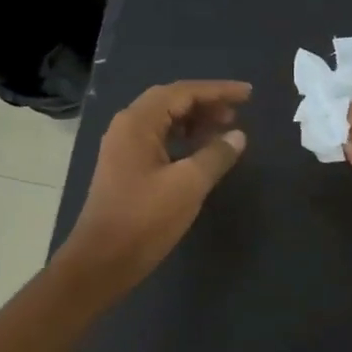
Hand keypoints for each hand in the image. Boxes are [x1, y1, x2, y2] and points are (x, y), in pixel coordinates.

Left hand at [59, 80, 250, 297]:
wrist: (103, 261)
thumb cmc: (145, 219)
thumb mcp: (188, 185)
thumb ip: (216, 155)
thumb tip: (237, 135)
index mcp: (137, 123)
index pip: (182, 92)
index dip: (217, 90)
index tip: (248, 94)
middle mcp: (127, 128)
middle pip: (171, 102)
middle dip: (206, 103)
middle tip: (238, 112)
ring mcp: (124, 149)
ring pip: (165, 121)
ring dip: (196, 121)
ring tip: (226, 129)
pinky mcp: (127, 169)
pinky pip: (160, 140)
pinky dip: (184, 139)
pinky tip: (202, 152)